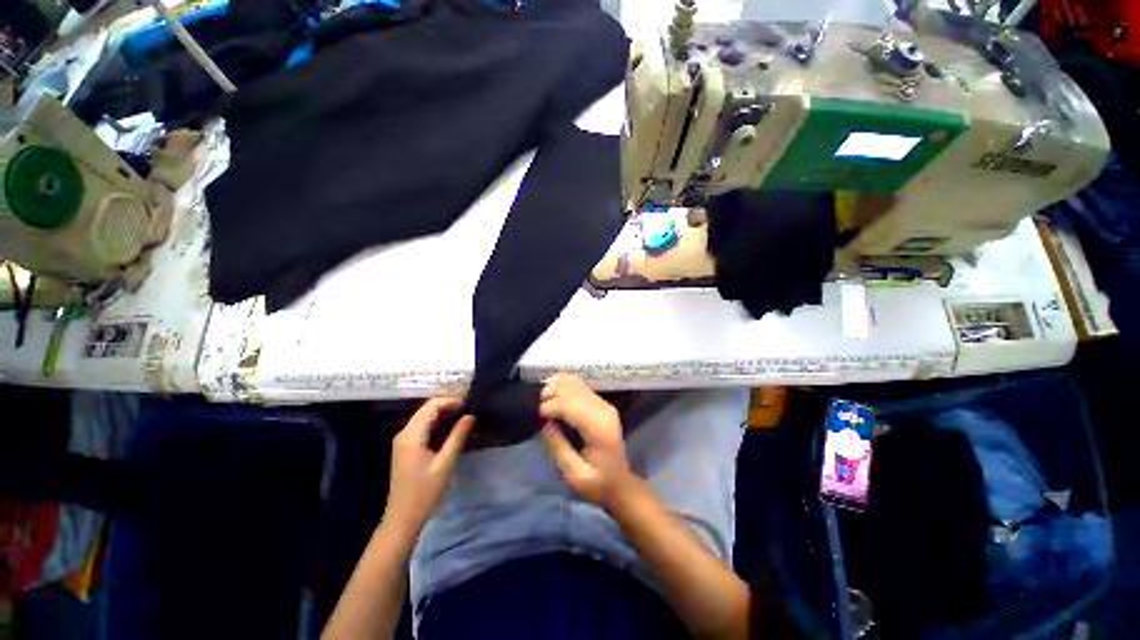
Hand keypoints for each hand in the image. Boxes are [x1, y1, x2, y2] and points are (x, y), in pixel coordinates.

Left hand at [384, 398, 474, 535]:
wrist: (403, 519)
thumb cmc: (424, 492)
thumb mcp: (445, 463)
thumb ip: (458, 436)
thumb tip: (471, 415)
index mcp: (411, 435)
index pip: (431, 406)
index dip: (450, 401)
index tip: (469, 403)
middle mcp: (404, 434)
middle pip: (427, 410)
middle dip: (448, 406)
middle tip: (470, 409)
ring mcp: (404, 442)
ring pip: (425, 419)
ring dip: (444, 415)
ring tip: (465, 417)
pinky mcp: (407, 449)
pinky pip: (424, 429)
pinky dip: (439, 425)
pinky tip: (453, 430)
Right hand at [539, 373, 633, 506]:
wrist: (621, 483)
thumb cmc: (598, 484)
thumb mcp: (575, 475)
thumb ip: (560, 448)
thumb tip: (545, 423)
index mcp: (599, 430)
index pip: (572, 405)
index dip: (552, 406)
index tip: (539, 416)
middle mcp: (604, 411)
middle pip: (574, 391)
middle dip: (552, 393)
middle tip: (538, 406)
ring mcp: (604, 404)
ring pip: (577, 384)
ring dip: (558, 386)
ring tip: (544, 397)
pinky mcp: (602, 403)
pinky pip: (582, 385)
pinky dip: (566, 383)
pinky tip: (554, 387)